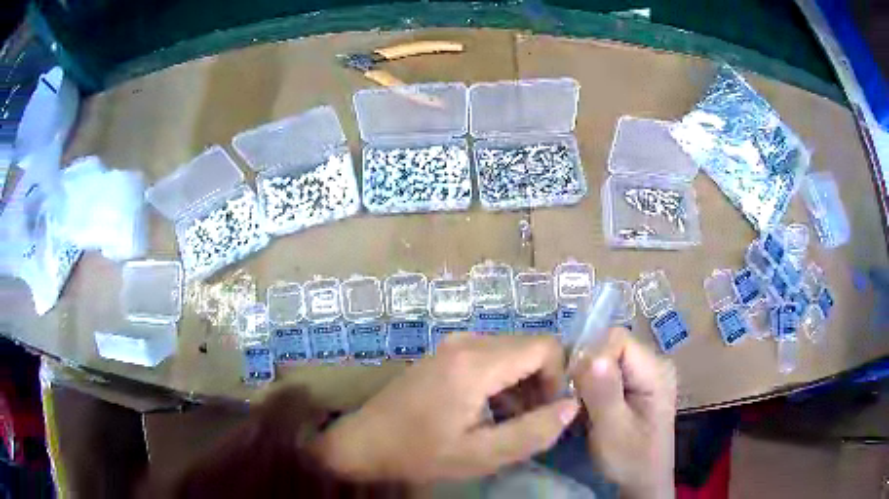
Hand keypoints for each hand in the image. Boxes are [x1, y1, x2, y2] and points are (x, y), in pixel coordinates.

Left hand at [313, 334, 579, 482]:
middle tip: (533, 422)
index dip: (559, 379)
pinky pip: (492, 357)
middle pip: (530, 348)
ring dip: (523, 385)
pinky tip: (493, 413)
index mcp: (477, 363)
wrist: (365, 442)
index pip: (546, 348)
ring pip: (513, 353)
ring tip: (513, 423)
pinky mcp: (447, 353)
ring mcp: (454, 344)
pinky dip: (504, 382)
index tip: (549, 413)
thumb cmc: (420, 453)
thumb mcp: (481, 454)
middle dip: (542, 383)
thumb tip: (572, 406)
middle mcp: (468, 341)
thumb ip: (532, 431)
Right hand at [571, 328, 676, 498]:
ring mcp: (646, 373)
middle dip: (587, 370)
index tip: (575, 388)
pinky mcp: (636, 385)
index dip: (592, 357)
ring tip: (581, 407)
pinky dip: (593, 387)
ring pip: (606, 359)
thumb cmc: (630, 459)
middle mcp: (654, 363)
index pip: (617, 339)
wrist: (643, 481)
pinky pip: (608, 372)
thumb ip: (603, 393)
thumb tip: (590, 356)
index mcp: (656, 369)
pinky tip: (589, 408)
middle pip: (611, 346)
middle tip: (576, 402)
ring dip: (588, 380)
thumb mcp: (613, 430)